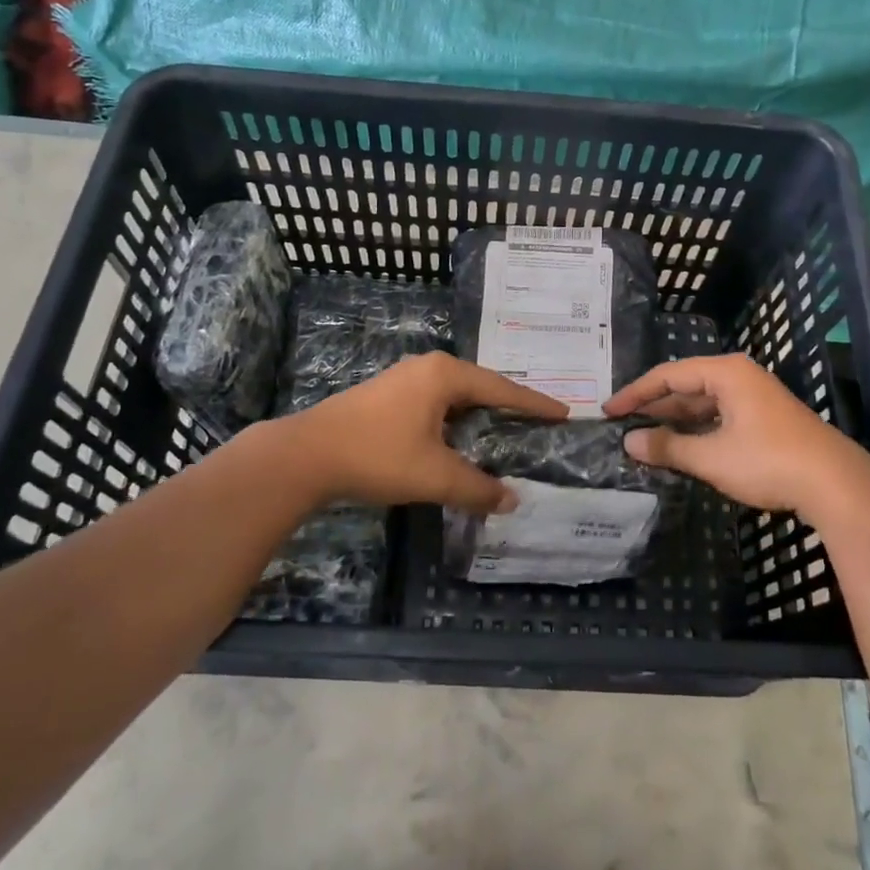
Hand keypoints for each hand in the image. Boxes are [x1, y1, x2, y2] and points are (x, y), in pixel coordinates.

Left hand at [281, 352, 566, 513]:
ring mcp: (404, 379)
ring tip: (504, 430)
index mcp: (445, 375)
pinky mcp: (386, 396)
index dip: (534, 404)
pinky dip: (456, 419)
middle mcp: (428, 368)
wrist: (306, 455)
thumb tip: (511, 501)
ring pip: (455, 395)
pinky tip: (459, 439)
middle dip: (509, 405)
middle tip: (537, 422)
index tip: (563, 412)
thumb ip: (477, 488)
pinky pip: (436, 403)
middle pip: (480, 386)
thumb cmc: (378, 455)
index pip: (502, 388)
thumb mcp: (434, 475)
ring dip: (479, 413)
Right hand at [605, 353, 869, 520]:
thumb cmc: (769, 462)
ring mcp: (754, 398)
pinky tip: (680, 447)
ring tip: (643, 438)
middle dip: (654, 406)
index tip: (609, 411)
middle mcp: (739, 377)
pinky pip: (718, 416)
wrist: (836, 485)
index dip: (635, 393)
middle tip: (621, 424)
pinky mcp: (764, 419)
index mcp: (726, 373)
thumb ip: (668, 448)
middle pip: (685, 386)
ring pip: (702, 404)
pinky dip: (696, 430)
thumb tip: (629, 443)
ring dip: (674, 421)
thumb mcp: (712, 457)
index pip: (668, 375)